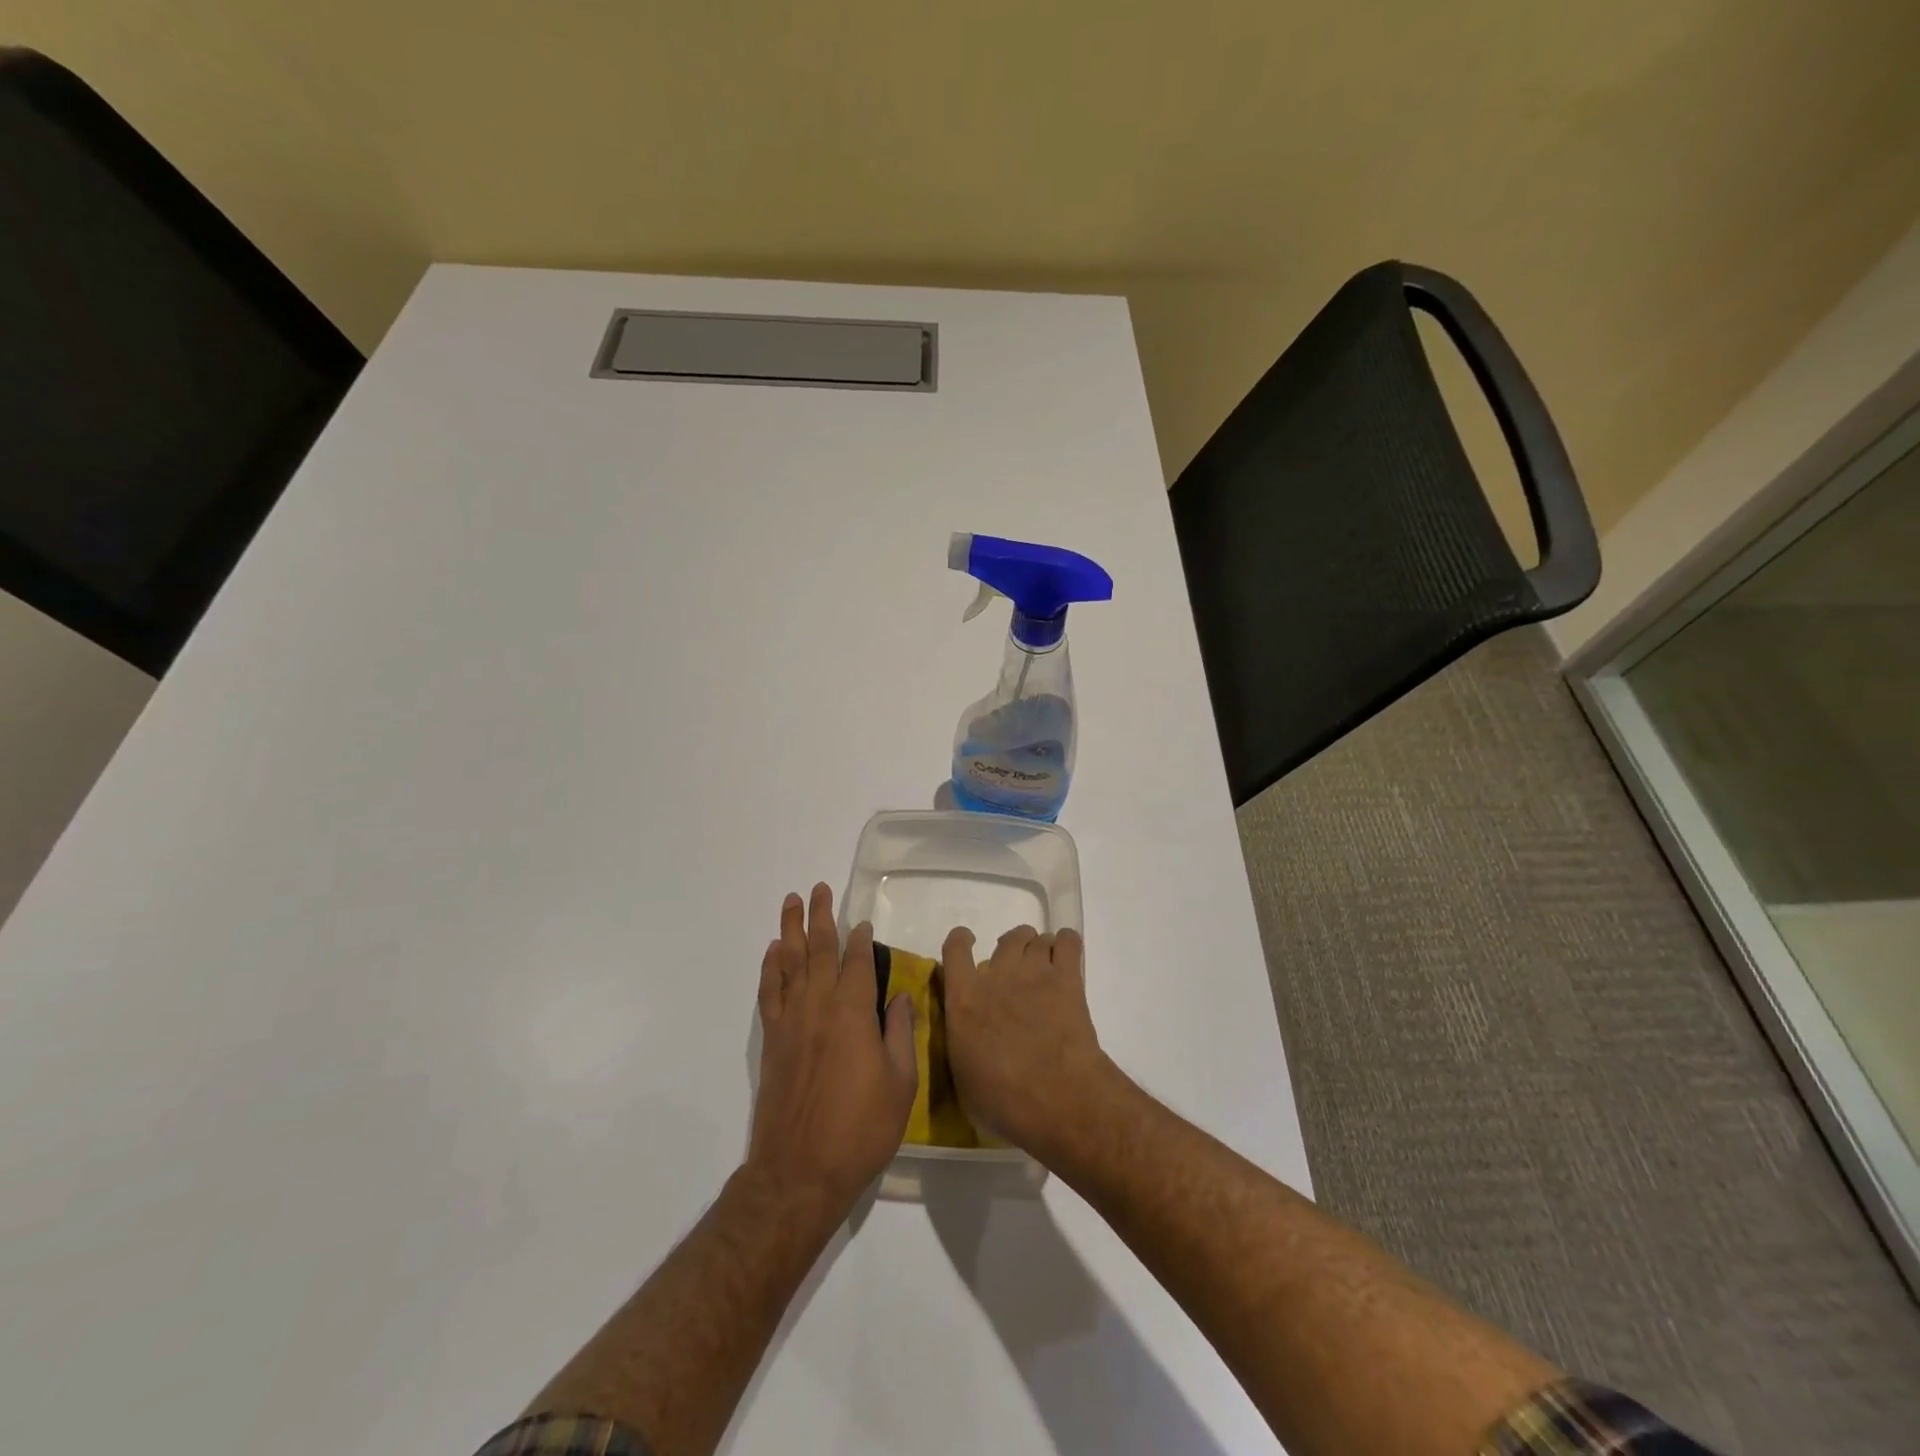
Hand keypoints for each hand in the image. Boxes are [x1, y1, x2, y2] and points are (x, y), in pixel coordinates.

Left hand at [747, 884, 917, 1217]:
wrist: (800, 1170)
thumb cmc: (860, 1129)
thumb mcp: (900, 1084)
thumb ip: (900, 1033)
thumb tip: (899, 995)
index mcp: (854, 1013)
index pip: (857, 962)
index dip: (860, 940)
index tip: (863, 922)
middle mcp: (819, 1006)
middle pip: (819, 950)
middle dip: (821, 917)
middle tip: (818, 889)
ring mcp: (791, 1022)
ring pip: (790, 963)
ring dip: (791, 930)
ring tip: (791, 902)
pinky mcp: (772, 1041)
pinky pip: (769, 992)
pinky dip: (770, 968)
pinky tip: (774, 952)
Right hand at [941, 925, 1117, 1159]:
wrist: (1056, 1098)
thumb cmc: (1002, 1100)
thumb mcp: (962, 1075)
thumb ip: (962, 1042)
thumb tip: (967, 1036)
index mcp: (964, 998)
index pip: (955, 949)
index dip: (961, 941)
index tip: (968, 944)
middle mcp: (997, 975)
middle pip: (1007, 939)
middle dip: (1013, 948)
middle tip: (1018, 970)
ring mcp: (1034, 972)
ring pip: (1037, 938)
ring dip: (1040, 949)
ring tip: (1045, 968)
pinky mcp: (1067, 978)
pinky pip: (1067, 941)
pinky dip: (1066, 944)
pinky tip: (1068, 957)